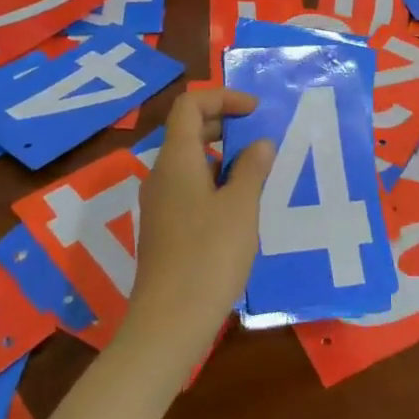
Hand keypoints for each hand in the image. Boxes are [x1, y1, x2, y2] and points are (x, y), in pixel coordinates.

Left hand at [123, 88, 274, 365]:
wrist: (170, 321)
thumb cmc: (209, 255)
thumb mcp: (241, 206)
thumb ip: (252, 168)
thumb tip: (259, 143)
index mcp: (176, 159)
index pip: (190, 105)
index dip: (222, 97)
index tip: (255, 111)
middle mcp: (161, 175)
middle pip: (187, 130)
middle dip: (223, 123)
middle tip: (258, 137)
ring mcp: (160, 204)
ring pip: (189, 161)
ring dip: (222, 156)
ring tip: (257, 171)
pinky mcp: (165, 229)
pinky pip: (189, 188)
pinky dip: (214, 182)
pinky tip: (241, 207)